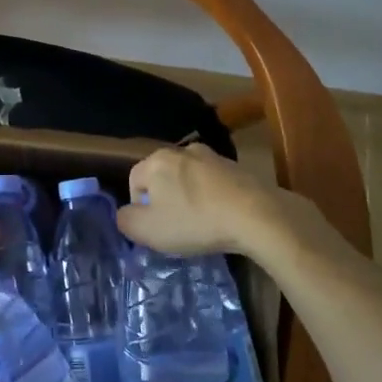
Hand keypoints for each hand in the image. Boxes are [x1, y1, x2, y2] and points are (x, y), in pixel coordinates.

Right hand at [116, 143, 317, 261]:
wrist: (256, 215)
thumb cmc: (195, 221)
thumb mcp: (148, 231)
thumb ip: (126, 220)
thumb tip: (126, 214)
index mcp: (156, 160)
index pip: (134, 181)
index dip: (139, 208)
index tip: (154, 229)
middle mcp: (181, 150)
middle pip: (162, 178)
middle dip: (165, 201)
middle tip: (176, 228)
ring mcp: (212, 156)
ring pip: (188, 179)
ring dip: (189, 198)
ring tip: (201, 224)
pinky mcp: (236, 167)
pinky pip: (213, 183)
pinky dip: (212, 198)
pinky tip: (221, 217)